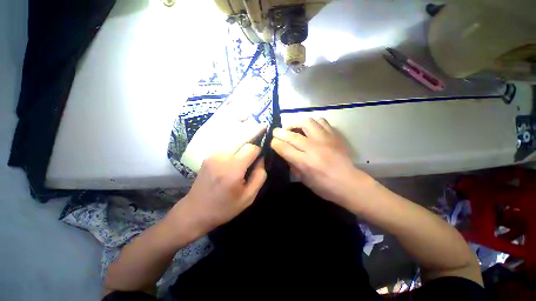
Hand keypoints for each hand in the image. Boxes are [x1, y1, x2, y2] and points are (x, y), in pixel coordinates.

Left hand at [170, 143, 266, 237]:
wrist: (195, 212)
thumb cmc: (224, 208)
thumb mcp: (248, 197)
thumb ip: (259, 176)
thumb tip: (261, 160)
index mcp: (232, 169)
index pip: (251, 148)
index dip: (258, 152)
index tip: (258, 162)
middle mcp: (221, 158)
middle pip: (243, 145)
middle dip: (249, 153)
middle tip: (248, 168)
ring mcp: (213, 156)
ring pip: (235, 147)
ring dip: (240, 155)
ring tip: (237, 170)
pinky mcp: (208, 157)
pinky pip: (227, 151)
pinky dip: (232, 156)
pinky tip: (228, 169)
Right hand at [271, 118, 372, 205]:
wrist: (349, 183)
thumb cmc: (325, 186)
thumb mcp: (304, 180)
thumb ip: (293, 165)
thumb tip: (284, 153)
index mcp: (305, 162)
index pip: (283, 147)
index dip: (275, 143)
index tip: (272, 142)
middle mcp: (313, 148)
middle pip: (291, 134)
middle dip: (279, 132)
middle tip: (277, 133)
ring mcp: (325, 139)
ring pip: (306, 122)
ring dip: (296, 124)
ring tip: (294, 129)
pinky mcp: (334, 135)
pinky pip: (321, 121)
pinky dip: (312, 123)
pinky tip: (310, 129)